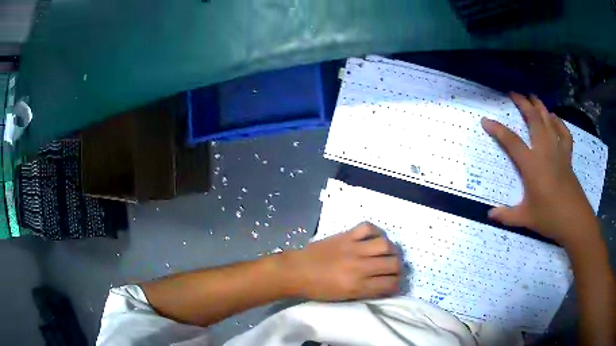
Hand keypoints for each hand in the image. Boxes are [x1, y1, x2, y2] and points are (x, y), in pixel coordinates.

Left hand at [283, 222, 400, 300]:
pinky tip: (374, 238)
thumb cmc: (318, 289)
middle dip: (398, 268)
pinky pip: (367, 227)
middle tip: (393, 269)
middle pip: (393, 264)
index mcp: (358, 286)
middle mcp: (360, 267)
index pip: (389, 284)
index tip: (395, 283)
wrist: (296, 271)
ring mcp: (353, 249)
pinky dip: (375, 231)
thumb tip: (384, 285)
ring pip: (386, 245)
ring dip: (391, 250)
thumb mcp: (344, 297)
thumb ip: (366, 291)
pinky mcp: (345, 235)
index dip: (397, 285)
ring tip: (387, 253)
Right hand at [481, 92, 599, 246]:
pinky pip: (564, 133)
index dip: (497, 129)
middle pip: (533, 119)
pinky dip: (559, 122)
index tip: (486, 120)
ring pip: (549, 121)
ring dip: (540, 106)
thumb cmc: (549, 217)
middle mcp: (544, 151)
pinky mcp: (567, 156)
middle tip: (513, 92)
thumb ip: (506, 215)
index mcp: (532, 164)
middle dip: (523, 103)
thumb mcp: (525, 218)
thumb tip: (490, 214)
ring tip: (532, 96)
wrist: (574, 219)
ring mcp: (558, 151)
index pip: (511, 141)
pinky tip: (554, 117)